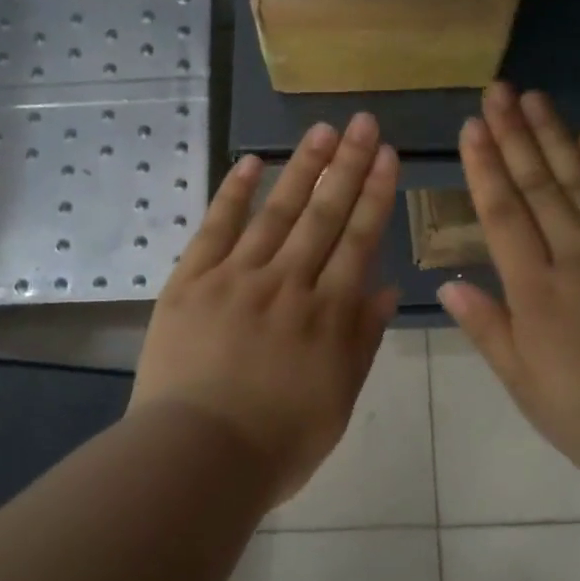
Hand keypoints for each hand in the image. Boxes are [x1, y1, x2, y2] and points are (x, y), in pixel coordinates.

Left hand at [131, 114, 400, 503]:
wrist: (198, 457)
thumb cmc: (278, 442)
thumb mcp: (339, 399)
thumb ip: (362, 341)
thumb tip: (387, 289)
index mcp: (328, 314)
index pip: (359, 240)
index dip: (375, 195)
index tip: (387, 156)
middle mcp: (289, 283)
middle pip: (323, 214)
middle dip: (347, 165)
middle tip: (363, 123)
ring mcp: (238, 277)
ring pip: (277, 211)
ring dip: (301, 167)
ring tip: (322, 130)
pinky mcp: (192, 281)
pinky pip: (216, 228)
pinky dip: (234, 194)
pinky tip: (251, 162)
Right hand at [437, 85, 579, 500]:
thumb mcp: (529, 389)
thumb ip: (490, 331)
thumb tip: (450, 285)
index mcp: (537, 290)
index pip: (503, 214)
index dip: (485, 167)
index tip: (472, 126)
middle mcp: (577, 255)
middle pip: (540, 184)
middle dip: (515, 134)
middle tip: (499, 91)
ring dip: (557, 137)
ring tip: (536, 99)